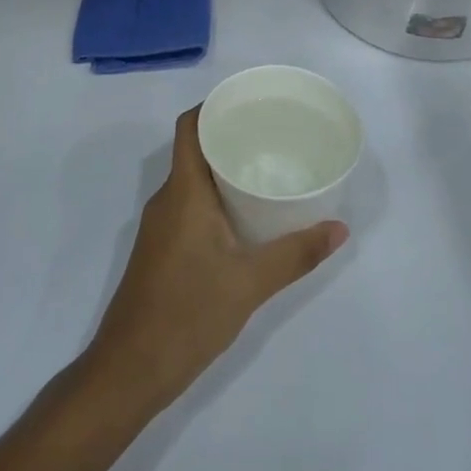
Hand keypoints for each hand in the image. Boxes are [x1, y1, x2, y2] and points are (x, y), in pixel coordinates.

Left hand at [84, 108, 347, 417]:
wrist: (130, 369)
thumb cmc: (187, 313)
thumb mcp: (250, 283)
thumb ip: (296, 254)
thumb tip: (340, 228)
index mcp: (183, 192)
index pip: (189, 127)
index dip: (213, 106)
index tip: (249, 101)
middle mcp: (167, 199)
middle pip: (194, 149)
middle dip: (229, 137)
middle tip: (273, 134)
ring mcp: (160, 225)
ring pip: (193, 180)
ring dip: (223, 169)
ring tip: (266, 169)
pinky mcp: (161, 249)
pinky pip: (189, 205)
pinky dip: (215, 198)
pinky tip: (244, 215)